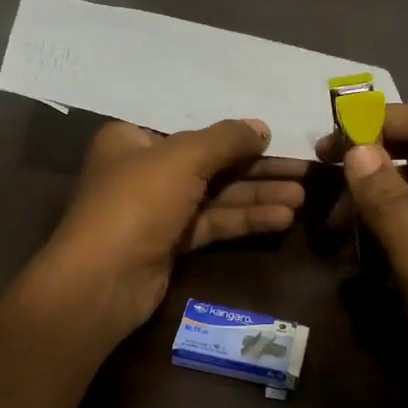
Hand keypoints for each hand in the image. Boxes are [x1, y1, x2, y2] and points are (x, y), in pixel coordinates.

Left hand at [40, 118, 307, 341]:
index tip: (275, 135)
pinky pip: (213, 223)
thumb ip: (226, 139)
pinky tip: (282, 218)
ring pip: (216, 196)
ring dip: (257, 196)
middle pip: (210, 163)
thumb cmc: (137, 202)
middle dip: (256, 168)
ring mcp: (158, 210)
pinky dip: (245, 220)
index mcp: (133, 139)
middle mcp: (145, 170)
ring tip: (302, 196)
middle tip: (303, 168)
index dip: (234, 132)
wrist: (103, 280)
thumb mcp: (183, 158)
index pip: (192, 129)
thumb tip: (262, 127)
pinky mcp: (171, 243)